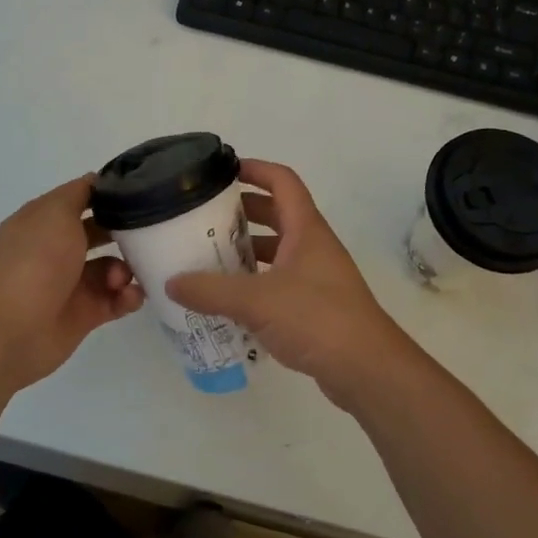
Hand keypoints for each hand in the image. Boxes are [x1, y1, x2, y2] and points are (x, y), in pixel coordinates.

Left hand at [0, 176, 142, 390]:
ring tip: (123, 277)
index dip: (106, 194)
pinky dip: (128, 297)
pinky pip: (116, 299)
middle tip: (148, 233)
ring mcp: (70, 283)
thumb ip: (79, 193)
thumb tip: (97, 181)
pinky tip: (131, 296)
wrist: (17, 329)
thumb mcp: (55, 212)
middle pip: (98, 233)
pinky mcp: (85, 313)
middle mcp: (55, 250)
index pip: (78, 200)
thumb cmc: (37, 261)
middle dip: (123, 232)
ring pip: (112, 268)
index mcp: (42, 222)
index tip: (139, 191)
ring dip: (126, 269)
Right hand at [166, 159, 416, 408]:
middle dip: (243, 211)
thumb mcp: (257, 301)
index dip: (255, 169)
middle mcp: (313, 246)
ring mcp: (317, 276)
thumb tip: (171, 282)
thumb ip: (211, 291)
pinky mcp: (316, 305)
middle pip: (277, 214)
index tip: (223, 170)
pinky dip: (255, 282)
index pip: (282, 181)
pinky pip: (279, 281)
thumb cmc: (316, 318)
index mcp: (306, 229)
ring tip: (209, 256)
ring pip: (277, 250)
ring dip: (247, 249)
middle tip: (205, 216)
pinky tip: (229, 299)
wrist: (366, 368)